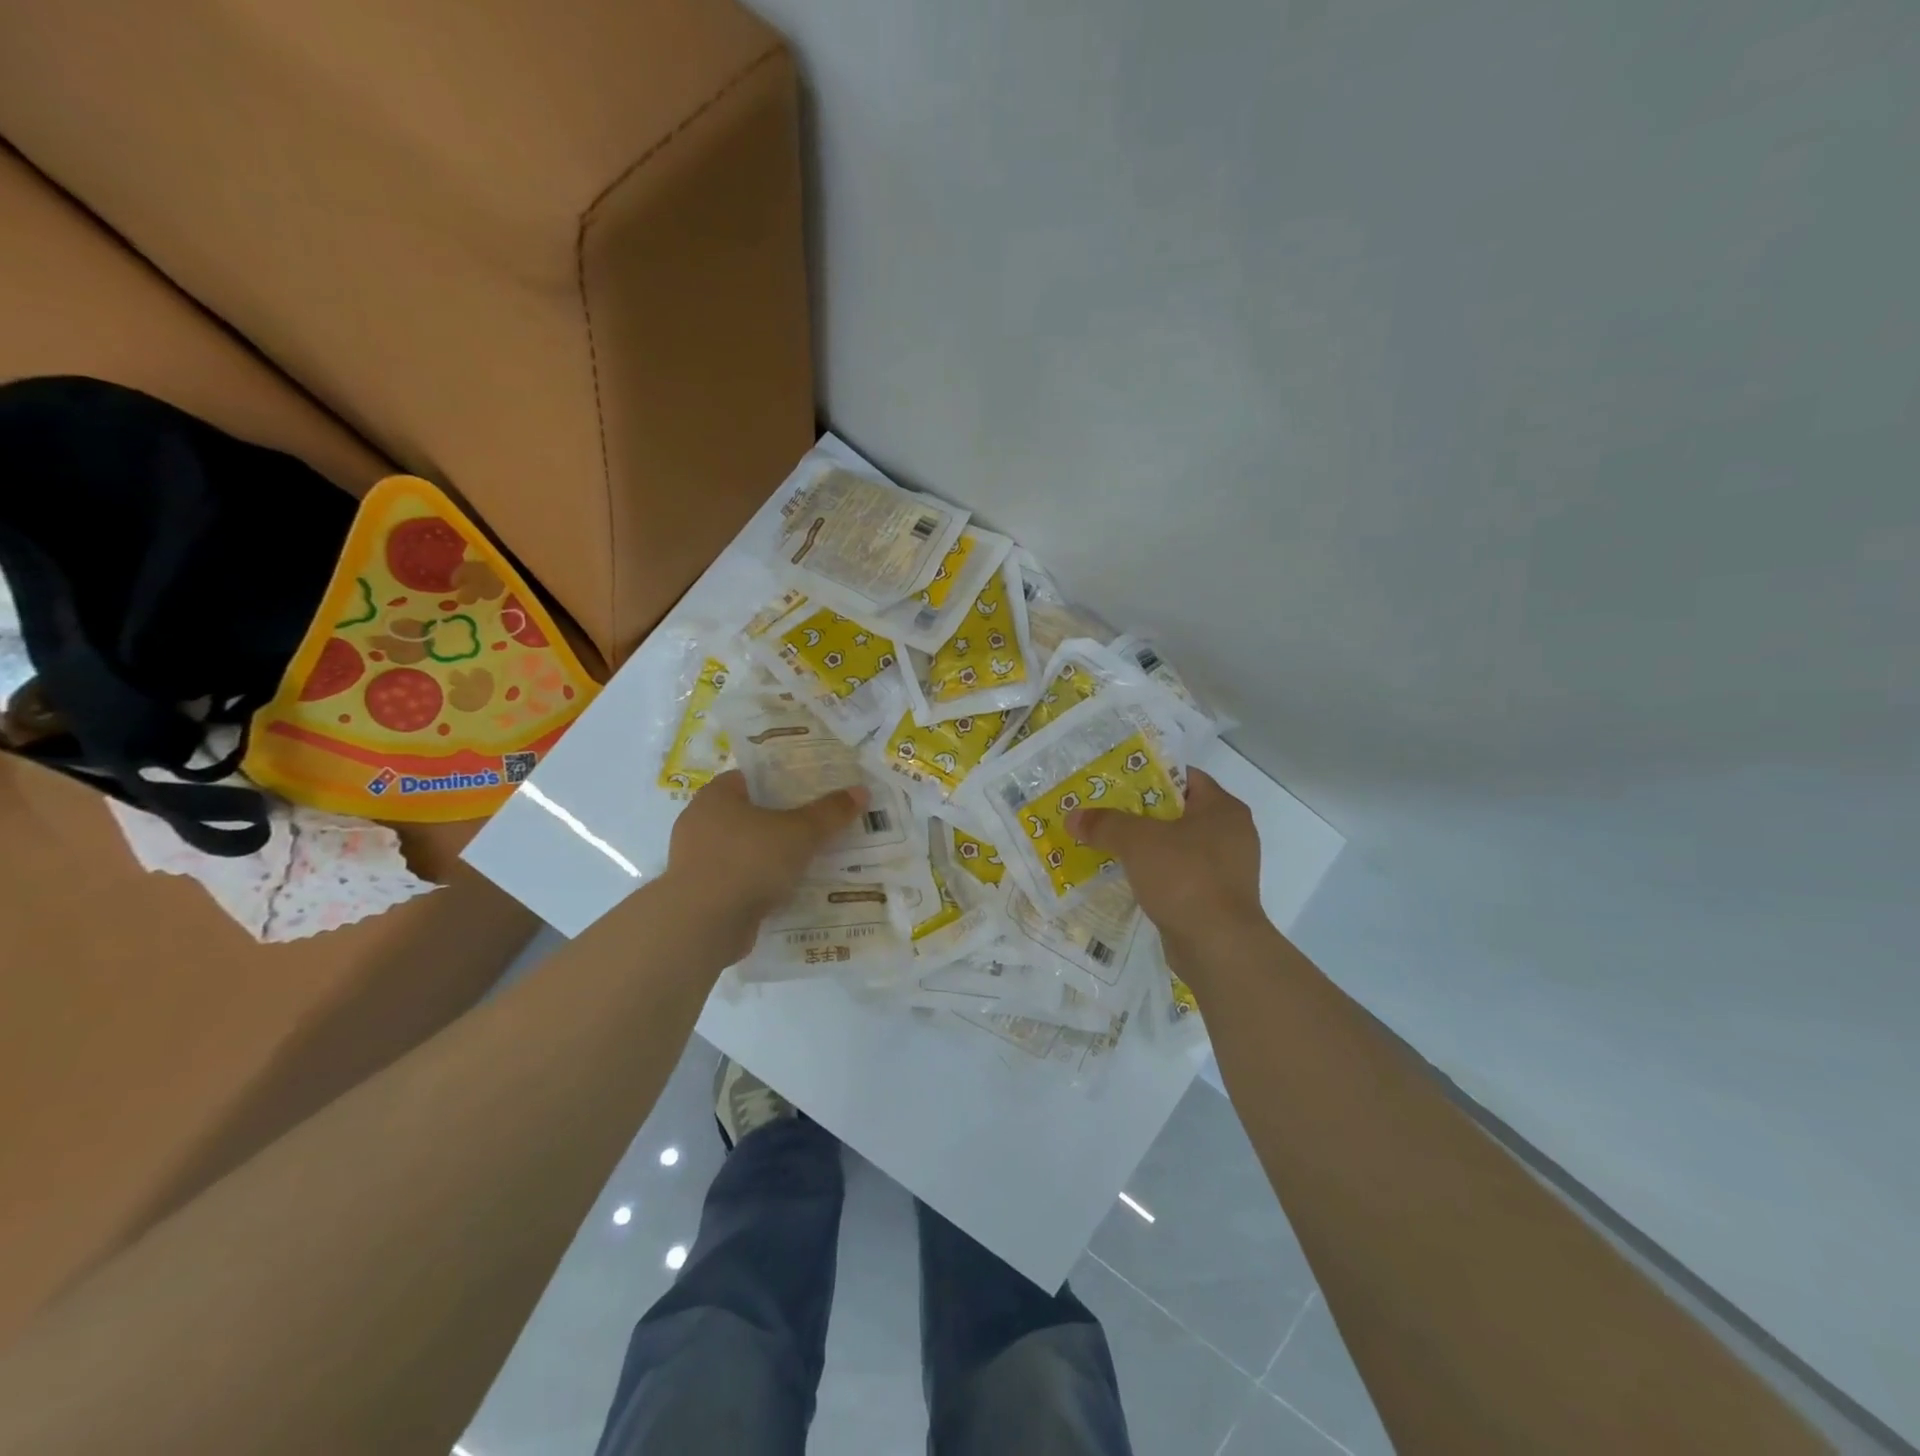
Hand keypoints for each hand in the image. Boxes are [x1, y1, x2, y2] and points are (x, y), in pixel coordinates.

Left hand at [663, 770, 866, 956]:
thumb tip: (861, 790)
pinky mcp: (700, 894)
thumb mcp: (800, 832)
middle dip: (782, 821)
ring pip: (745, 850)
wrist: (702, 924)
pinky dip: (759, 884)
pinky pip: (738, 880)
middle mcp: (700, 823)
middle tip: (818, 826)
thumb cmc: (749, 861)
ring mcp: (697, 860)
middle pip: (750, 814)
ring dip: (771, 856)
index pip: (751, 778)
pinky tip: (788, 892)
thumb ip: (830, 812)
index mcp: (716, 796)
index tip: (811, 791)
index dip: (782, 781)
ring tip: (810, 861)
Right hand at [1066, 768, 1268, 977]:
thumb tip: (1073, 817)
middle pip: (1179, 812)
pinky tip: (1129, 878)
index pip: (1185, 777)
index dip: (1150, 776)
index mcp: (1223, 809)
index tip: (1117, 784)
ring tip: (1110, 845)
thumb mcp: (1138, 842)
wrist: (1218, 946)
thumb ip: (1105, 824)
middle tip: (1106, 814)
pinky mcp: (1217, 898)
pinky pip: (1181, 875)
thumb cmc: (1185, 878)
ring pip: (1178, 846)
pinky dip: (1157, 874)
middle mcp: (1232, 834)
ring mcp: (1227, 869)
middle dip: (1141, 814)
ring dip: (1148, 847)